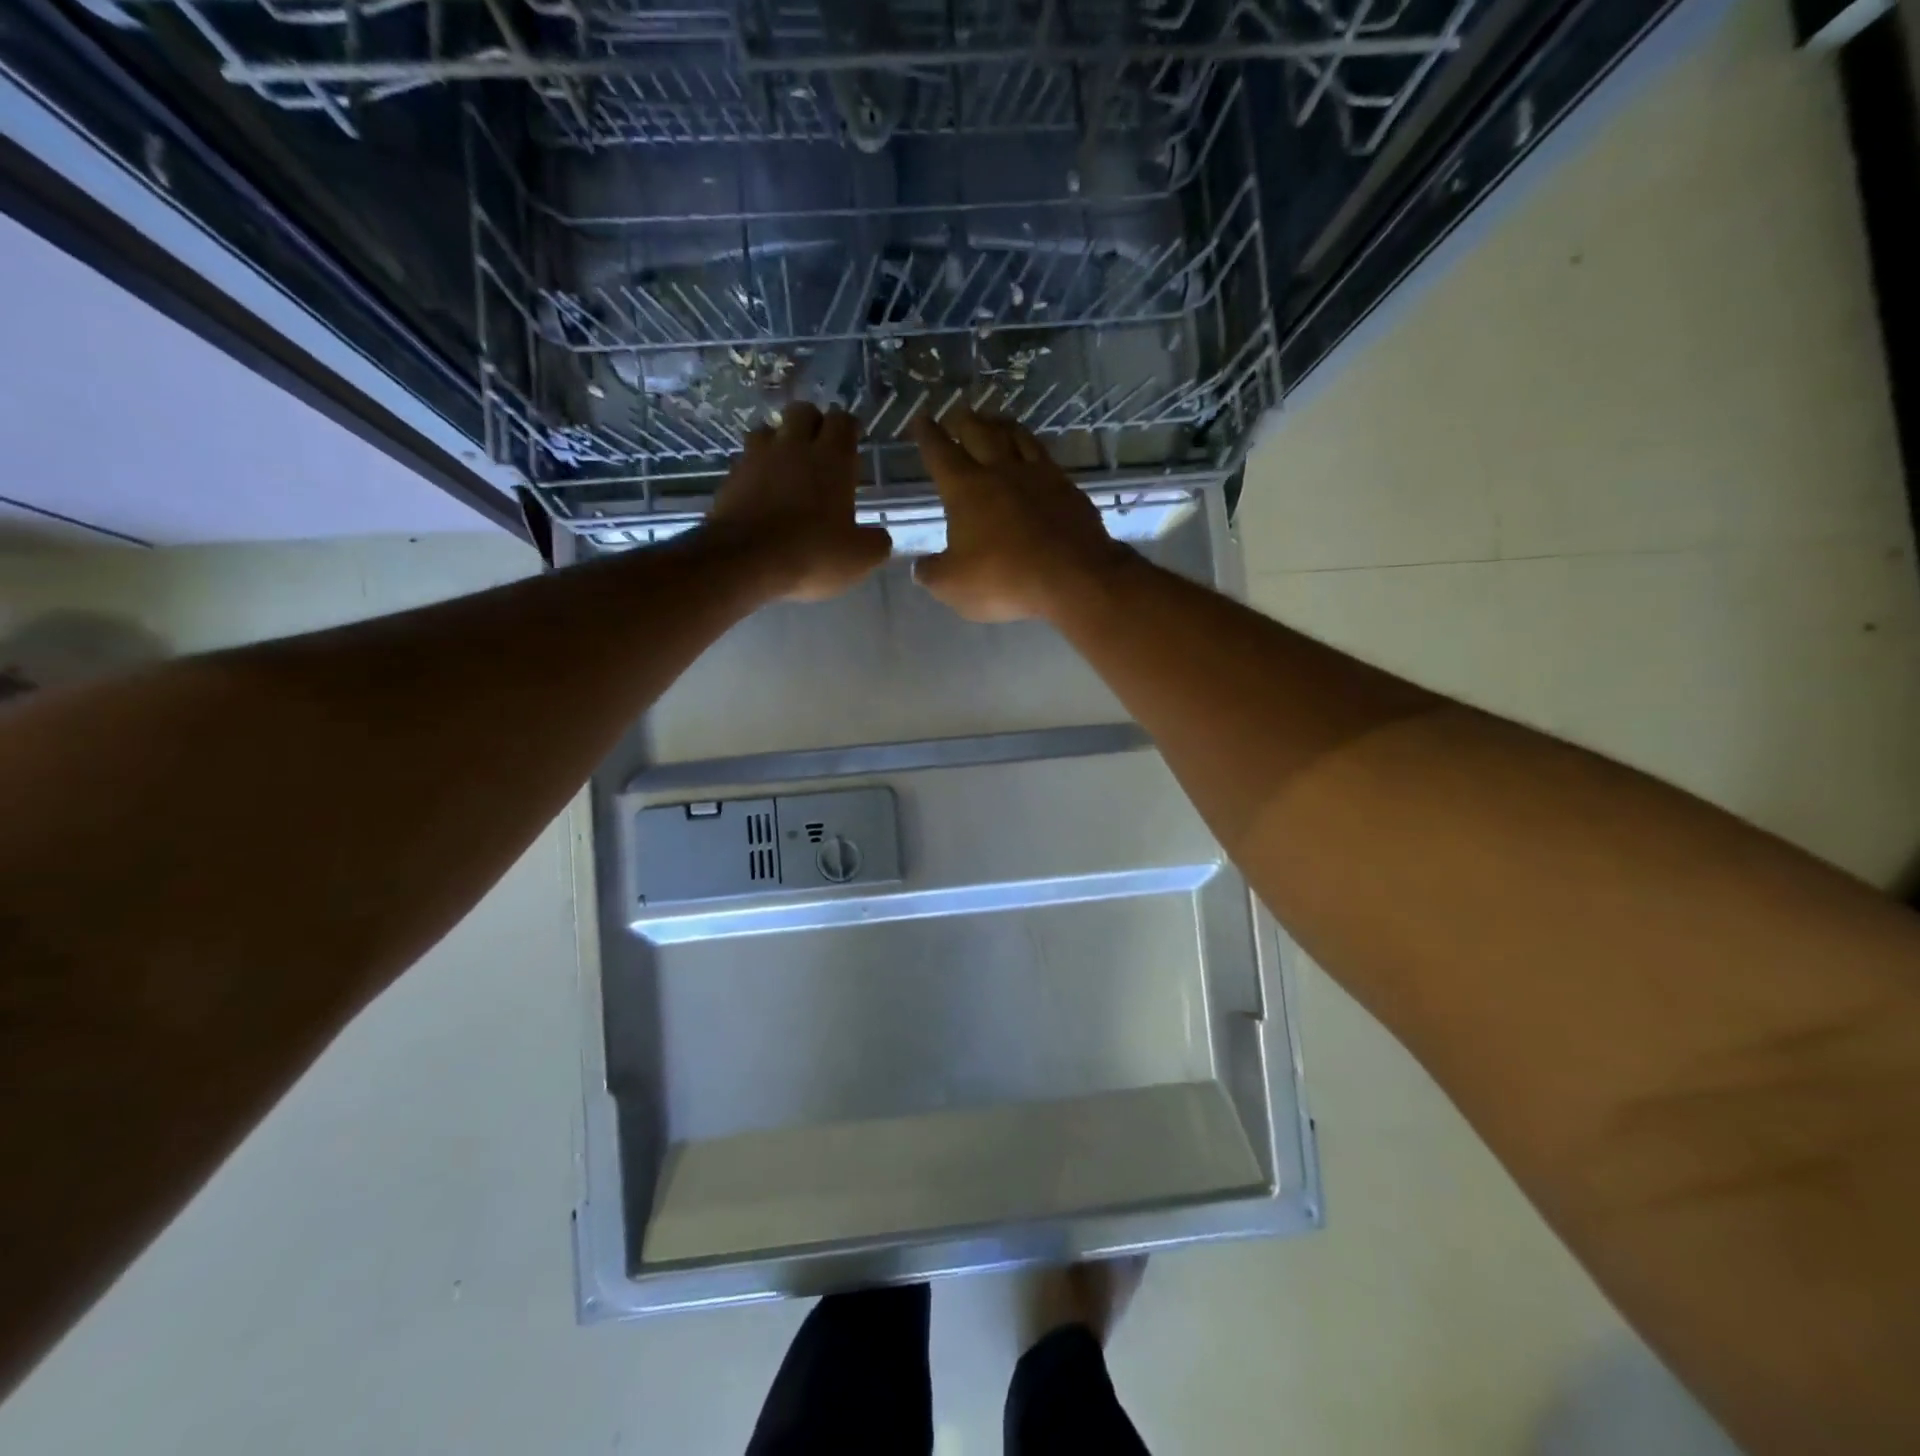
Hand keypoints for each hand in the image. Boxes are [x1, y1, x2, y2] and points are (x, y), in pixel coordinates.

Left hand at [705, 403, 892, 601]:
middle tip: (819, 450)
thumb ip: (876, 542)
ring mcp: (757, 459)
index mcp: (832, 459)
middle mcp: (794, 447)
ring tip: (785, 468)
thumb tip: (879, 538)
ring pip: (768, 430)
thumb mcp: (859, 557)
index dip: (849, 429)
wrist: (745, 561)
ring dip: (778, 442)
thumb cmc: (812, 552)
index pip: (843, 421)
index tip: (851, 444)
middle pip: (802, 412)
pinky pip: (745, 461)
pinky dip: (755, 470)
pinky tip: (761, 493)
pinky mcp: (730, 478)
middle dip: (812, 424)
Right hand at [909, 407, 1133, 622]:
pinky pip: (1046, 458)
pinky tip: (1036, 455)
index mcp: (967, 489)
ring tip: (995, 420)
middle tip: (957, 413)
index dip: (928, 435)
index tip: (921, 419)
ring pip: (1017, 437)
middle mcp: (1002, 472)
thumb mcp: (954, 586)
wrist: (1074, 578)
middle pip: (980, 433)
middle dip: (965, 421)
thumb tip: (921, 566)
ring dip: (1002, 425)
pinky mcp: (1068, 489)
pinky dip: (1034, 449)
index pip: (941, 454)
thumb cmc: (1005, 579)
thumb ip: (933, 573)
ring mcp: (1040, 477)